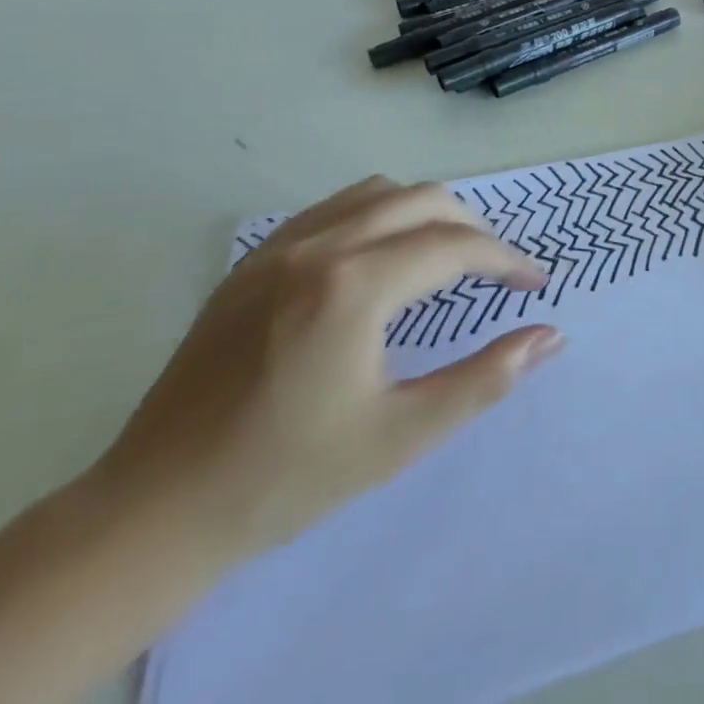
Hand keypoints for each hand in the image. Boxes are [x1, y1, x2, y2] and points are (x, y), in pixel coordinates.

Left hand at [89, 177, 561, 563]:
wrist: (153, 512)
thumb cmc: (286, 478)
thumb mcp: (401, 436)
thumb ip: (485, 379)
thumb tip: (550, 336)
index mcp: (355, 286)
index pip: (456, 246)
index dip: (506, 260)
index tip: (534, 284)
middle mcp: (321, 245)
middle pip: (425, 200)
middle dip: (474, 229)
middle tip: (496, 272)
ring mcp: (281, 246)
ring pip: (380, 192)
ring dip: (427, 214)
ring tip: (445, 258)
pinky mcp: (254, 259)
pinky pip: (335, 207)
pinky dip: (379, 215)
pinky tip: (381, 260)